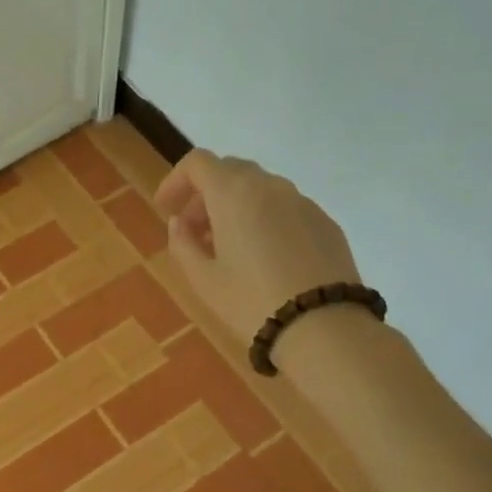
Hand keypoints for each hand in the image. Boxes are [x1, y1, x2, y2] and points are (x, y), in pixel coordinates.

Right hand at [155, 150, 367, 362]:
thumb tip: (179, 223)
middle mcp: (270, 186)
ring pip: (260, 189)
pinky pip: (286, 208)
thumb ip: (183, 244)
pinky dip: (265, 219)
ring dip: (236, 206)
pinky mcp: (326, 223)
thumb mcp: (203, 279)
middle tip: (193, 230)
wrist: (325, 329)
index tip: (165, 209)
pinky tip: (265, 257)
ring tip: (228, 247)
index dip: (175, 180)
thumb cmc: (252, 301)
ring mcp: (303, 202)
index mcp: (234, 193)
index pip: (198, 163)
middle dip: (205, 194)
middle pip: (230, 171)